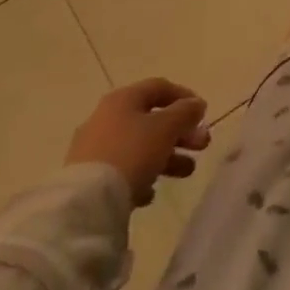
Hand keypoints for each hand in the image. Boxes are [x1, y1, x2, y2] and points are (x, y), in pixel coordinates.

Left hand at [66, 78, 209, 205]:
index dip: (184, 97)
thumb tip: (196, 104)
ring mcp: (93, 148)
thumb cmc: (132, 153)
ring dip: (167, 156)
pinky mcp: (87, 178)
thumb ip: (185, 112)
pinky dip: (141, 176)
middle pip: (151, 119)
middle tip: (202, 146)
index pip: (159, 87)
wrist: (87, 202)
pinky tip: (151, 193)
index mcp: (123, 99)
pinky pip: (122, 170)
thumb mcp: (166, 128)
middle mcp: (105, 118)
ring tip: (187, 172)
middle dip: (181, 132)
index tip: (203, 114)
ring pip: (139, 146)